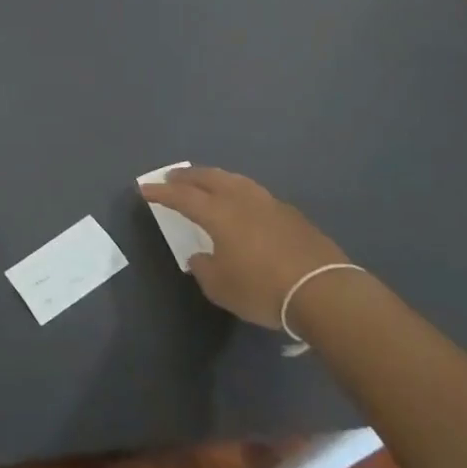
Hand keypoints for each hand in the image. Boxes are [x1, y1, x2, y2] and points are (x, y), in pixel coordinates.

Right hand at [139, 167, 351, 329]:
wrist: (322, 290)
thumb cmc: (262, 289)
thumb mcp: (221, 287)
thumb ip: (204, 268)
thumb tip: (200, 257)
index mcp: (218, 213)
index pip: (182, 196)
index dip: (161, 192)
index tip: (144, 188)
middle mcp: (241, 199)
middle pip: (209, 178)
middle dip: (187, 176)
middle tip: (172, 176)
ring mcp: (268, 202)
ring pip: (234, 180)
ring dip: (214, 177)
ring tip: (205, 181)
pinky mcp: (290, 213)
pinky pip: (254, 192)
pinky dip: (238, 190)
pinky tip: (241, 201)